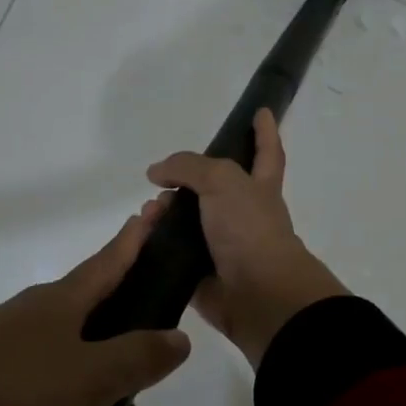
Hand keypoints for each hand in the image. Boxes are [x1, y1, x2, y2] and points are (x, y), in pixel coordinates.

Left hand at [0, 213, 191, 405]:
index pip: (112, 261)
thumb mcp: (90, 376)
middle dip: (124, 390)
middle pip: (103, 343)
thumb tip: (178, 338)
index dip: (138, 238)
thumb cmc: (19, 391)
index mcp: (64, 303)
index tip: (154, 208)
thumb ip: (140, 357)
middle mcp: (41, 325)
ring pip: (78, 392)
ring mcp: (15, 363)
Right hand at [145, 109, 345, 366]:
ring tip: (148, 212)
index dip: (264, 131)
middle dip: (186, 181)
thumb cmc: (249, 229)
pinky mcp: (201, 275)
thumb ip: (189, 167)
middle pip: (214, 189)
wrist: (258, 295)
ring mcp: (222, 246)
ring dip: (164, 213)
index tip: (261, 111)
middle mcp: (243, 215)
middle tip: (160, 179)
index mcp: (259, 188)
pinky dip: (155, 245)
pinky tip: (139, 237)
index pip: (266, 152)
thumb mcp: (223, 180)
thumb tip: (157, 174)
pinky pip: (173, 254)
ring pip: (187, 222)